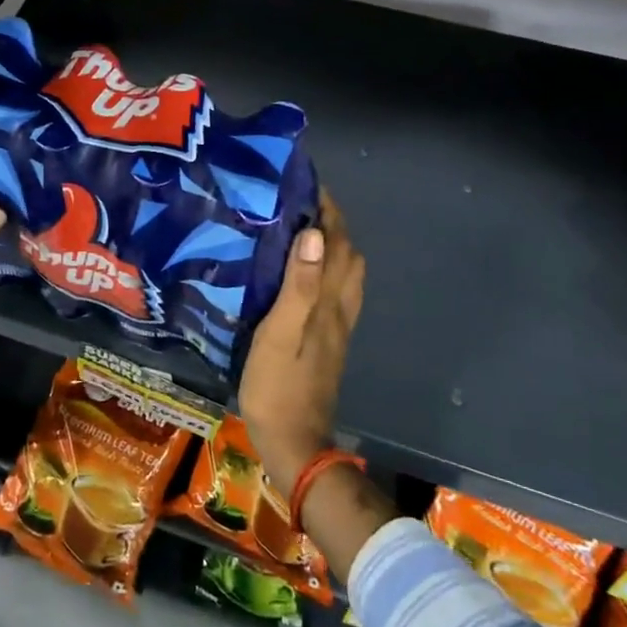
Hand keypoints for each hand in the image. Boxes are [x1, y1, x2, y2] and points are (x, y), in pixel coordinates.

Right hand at [238, 190, 365, 501]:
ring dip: (332, 246)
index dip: (329, 211)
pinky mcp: (326, 342)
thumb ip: (298, 285)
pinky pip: (333, 292)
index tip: (308, 183)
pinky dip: (324, 270)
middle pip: (348, 256)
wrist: (293, 443)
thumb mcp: (280, 333)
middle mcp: (339, 309)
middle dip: (332, 223)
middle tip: (300, 204)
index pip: (338, 243)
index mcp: (328, 302)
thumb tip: (314, 235)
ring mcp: (336, 328)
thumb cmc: (278, 386)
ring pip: (345, 275)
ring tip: (300, 231)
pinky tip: (299, 274)